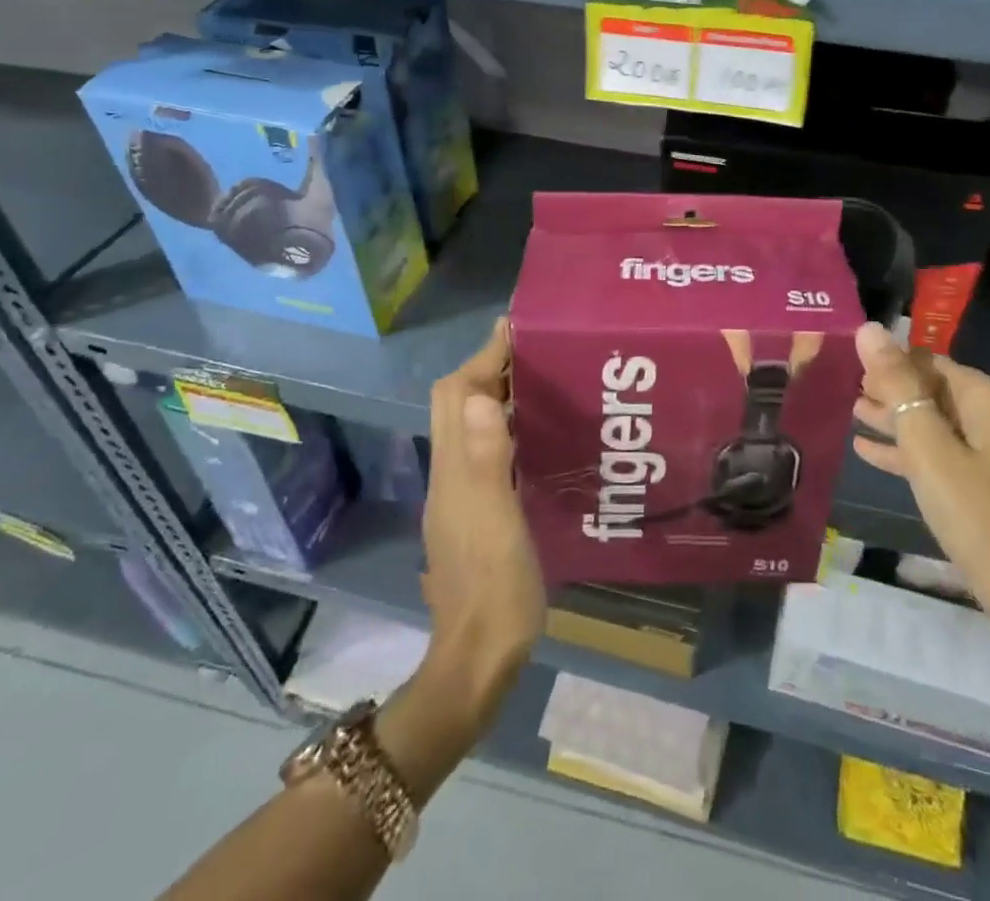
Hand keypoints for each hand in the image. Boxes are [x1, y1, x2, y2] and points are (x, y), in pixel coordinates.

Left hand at [421, 317, 543, 710]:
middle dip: (487, 368)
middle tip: (533, 351)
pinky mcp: (476, 514)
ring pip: (469, 426)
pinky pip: (485, 450)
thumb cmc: (494, 589)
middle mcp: (451, 475)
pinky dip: (503, 427)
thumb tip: (478, 393)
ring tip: (539, 381)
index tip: (516, 327)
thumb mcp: (497, 522)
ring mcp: (460, 497)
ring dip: (495, 395)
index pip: (457, 394)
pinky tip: (535, 435)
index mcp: (454, 470)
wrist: (477, 663)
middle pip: (456, 404)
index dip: (484, 357)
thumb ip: (486, 459)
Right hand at [852, 322, 989, 641]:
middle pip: (931, 388)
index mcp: (986, 397)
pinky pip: (940, 453)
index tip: (848, 363)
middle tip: (844, 388)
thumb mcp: (928, 445)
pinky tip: (867, 450)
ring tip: (851, 412)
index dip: (888, 360)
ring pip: (933, 422)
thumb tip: (869, 328)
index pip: (927, 359)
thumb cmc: (973, 510)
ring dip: (894, 418)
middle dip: (889, 389)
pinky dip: (907, 450)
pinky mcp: (985, 482)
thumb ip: (897, 386)